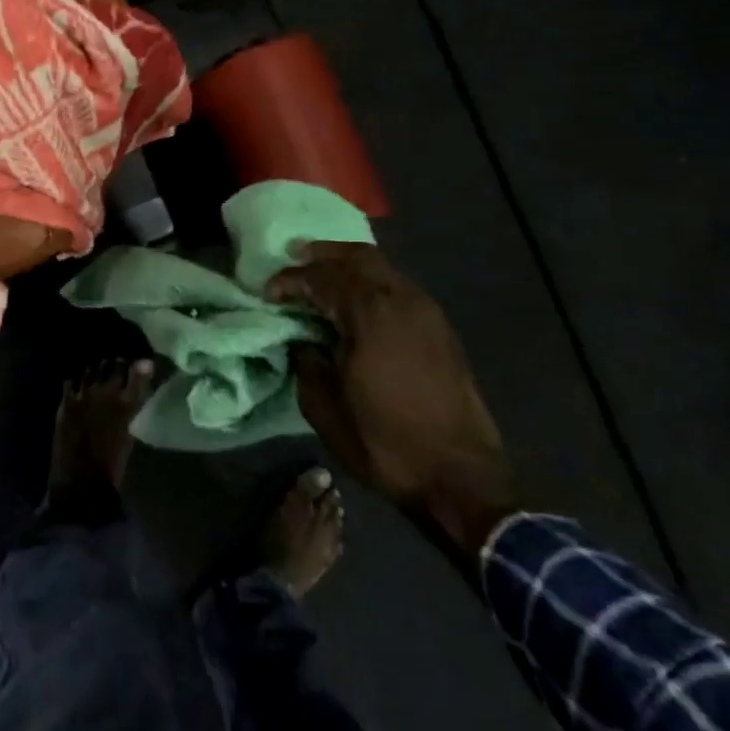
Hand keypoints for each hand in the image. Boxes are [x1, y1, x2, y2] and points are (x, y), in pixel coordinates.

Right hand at [267, 243, 517, 557]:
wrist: (461, 476)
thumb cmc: (386, 444)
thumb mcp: (325, 409)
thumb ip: (307, 362)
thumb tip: (303, 340)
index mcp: (370, 314)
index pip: (320, 278)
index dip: (289, 280)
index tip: (267, 293)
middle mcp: (401, 299)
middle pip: (357, 256)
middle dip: (321, 254)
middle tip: (293, 256)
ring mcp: (426, 311)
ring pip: (382, 267)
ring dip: (348, 265)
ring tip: (322, 274)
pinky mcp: (440, 327)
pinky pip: (398, 286)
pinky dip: (371, 281)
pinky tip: (356, 301)